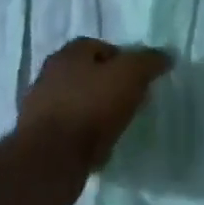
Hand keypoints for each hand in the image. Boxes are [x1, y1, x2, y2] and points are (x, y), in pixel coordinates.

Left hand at [17, 38, 172, 188]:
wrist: (51, 158)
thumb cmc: (91, 107)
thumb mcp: (130, 75)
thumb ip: (149, 61)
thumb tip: (165, 56)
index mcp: (68, 54)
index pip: (99, 46)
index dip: (123, 58)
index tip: (139, 77)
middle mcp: (49, 75)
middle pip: (86, 73)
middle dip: (108, 84)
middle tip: (131, 99)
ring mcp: (39, 108)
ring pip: (76, 101)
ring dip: (95, 110)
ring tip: (117, 124)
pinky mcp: (38, 138)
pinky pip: (69, 128)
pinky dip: (84, 133)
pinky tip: (99, 144)